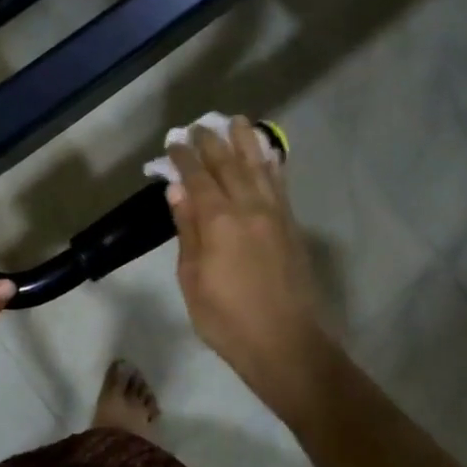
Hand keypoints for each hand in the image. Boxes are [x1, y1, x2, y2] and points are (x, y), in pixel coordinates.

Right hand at [166, 117, 334, 420]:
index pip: (198, 178)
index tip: (174, 142)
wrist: (286, 344)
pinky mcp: (292, 226)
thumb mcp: (193, 279)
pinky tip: (267, 156)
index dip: (184, 158)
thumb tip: (178, 190)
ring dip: (246, 143)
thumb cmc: (227, 319)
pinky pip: (280, 185)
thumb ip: (187, 230)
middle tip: (200, 125)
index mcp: (219, 221)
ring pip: (260, 168)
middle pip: (230, 165)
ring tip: (237, 122)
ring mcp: (276, 215)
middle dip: (212, 142)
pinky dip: (271, 165)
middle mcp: (250, 208)